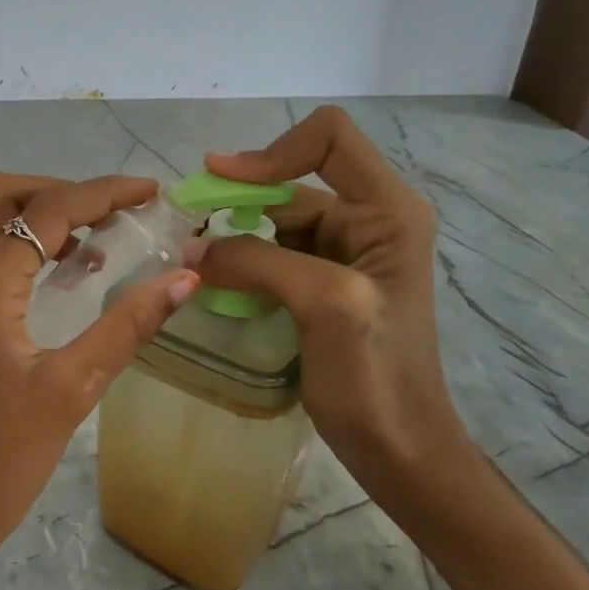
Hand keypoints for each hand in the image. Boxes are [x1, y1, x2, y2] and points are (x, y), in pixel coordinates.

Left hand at [0, 173, 201, 589]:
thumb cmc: (3, 463)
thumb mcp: (73, 390)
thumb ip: (128, 325)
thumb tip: (185, 276)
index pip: (47, 214)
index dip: (103, 194)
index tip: (149, 193)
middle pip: (0, 198)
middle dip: (60, 194)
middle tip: (111, 219)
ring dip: (20, 217)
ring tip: (74, 248)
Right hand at [197, 107, 461, 476]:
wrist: (401, 451)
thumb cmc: (376, 378)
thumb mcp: (324, 305)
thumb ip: (258, 261)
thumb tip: (190, 249)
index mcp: (386, 211)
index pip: (329, 138)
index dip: (272, 152)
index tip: (221, 181)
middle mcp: (368, 220)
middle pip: (293, 179)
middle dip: (239, 197)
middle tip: (188, 226)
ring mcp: (344, 253)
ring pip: (274, 219)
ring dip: (233, 233)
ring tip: (193, 260)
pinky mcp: (322, 283)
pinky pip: (271, 254)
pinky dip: (240, 261)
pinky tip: (214, 282)